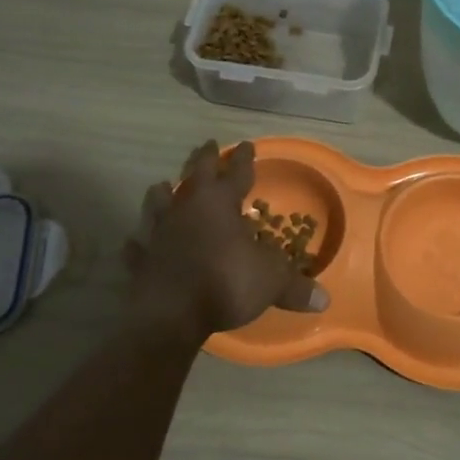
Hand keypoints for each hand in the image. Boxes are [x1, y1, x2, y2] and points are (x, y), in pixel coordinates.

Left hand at [124, 140, 328, 341]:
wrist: (170, 315)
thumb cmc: (226, 283)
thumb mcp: (271, 282)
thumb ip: (294, 287)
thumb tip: (324, 299)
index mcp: (220, 203)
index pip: (236, 172)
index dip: (244, 158)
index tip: (247, 144)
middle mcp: (187, 208)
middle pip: (195, 174)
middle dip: (203, 158)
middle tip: (207, 145)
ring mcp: (159, 231)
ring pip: (158, 201)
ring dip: (163, 193)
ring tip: (164, 186)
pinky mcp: (141, 259)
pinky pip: (138, 245)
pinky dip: (139, 242)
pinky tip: (135, 241)